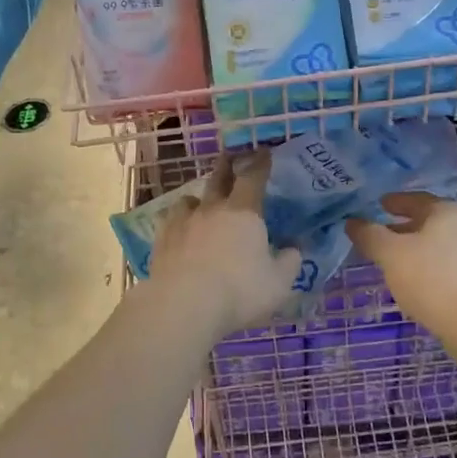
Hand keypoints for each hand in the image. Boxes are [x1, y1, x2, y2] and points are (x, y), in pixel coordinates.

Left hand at [149, 156, 302, 336]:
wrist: (184, 305)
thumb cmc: (239, 291)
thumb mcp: (278, 283)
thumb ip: (290, 262)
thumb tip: (295, 248)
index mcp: (244, 212)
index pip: (254, 177)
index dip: (260, 163)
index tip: (264, 152)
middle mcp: (212, 209)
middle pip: (218, 178)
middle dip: (226, 166)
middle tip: (229, 157)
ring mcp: (183, 222)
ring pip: (190, 199)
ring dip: (198, 198)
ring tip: (201, 203)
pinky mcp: (161, 240)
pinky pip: (169, 221)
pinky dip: (176, 221)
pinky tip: (177, 229)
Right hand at [347, 193, 456, 333]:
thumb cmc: (430, 278)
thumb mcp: (390, 253)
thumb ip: (369, 234)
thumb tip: (352, 222)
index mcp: (446, 211)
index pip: (415, 198)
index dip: (394, 201)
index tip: (378, 205)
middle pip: (426, 221)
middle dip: (401, 227)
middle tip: (378, 234)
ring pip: (435, 244)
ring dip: (412, 248)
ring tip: (390, 259)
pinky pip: (443, 263)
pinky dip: (425, 265)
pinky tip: (411, 279)